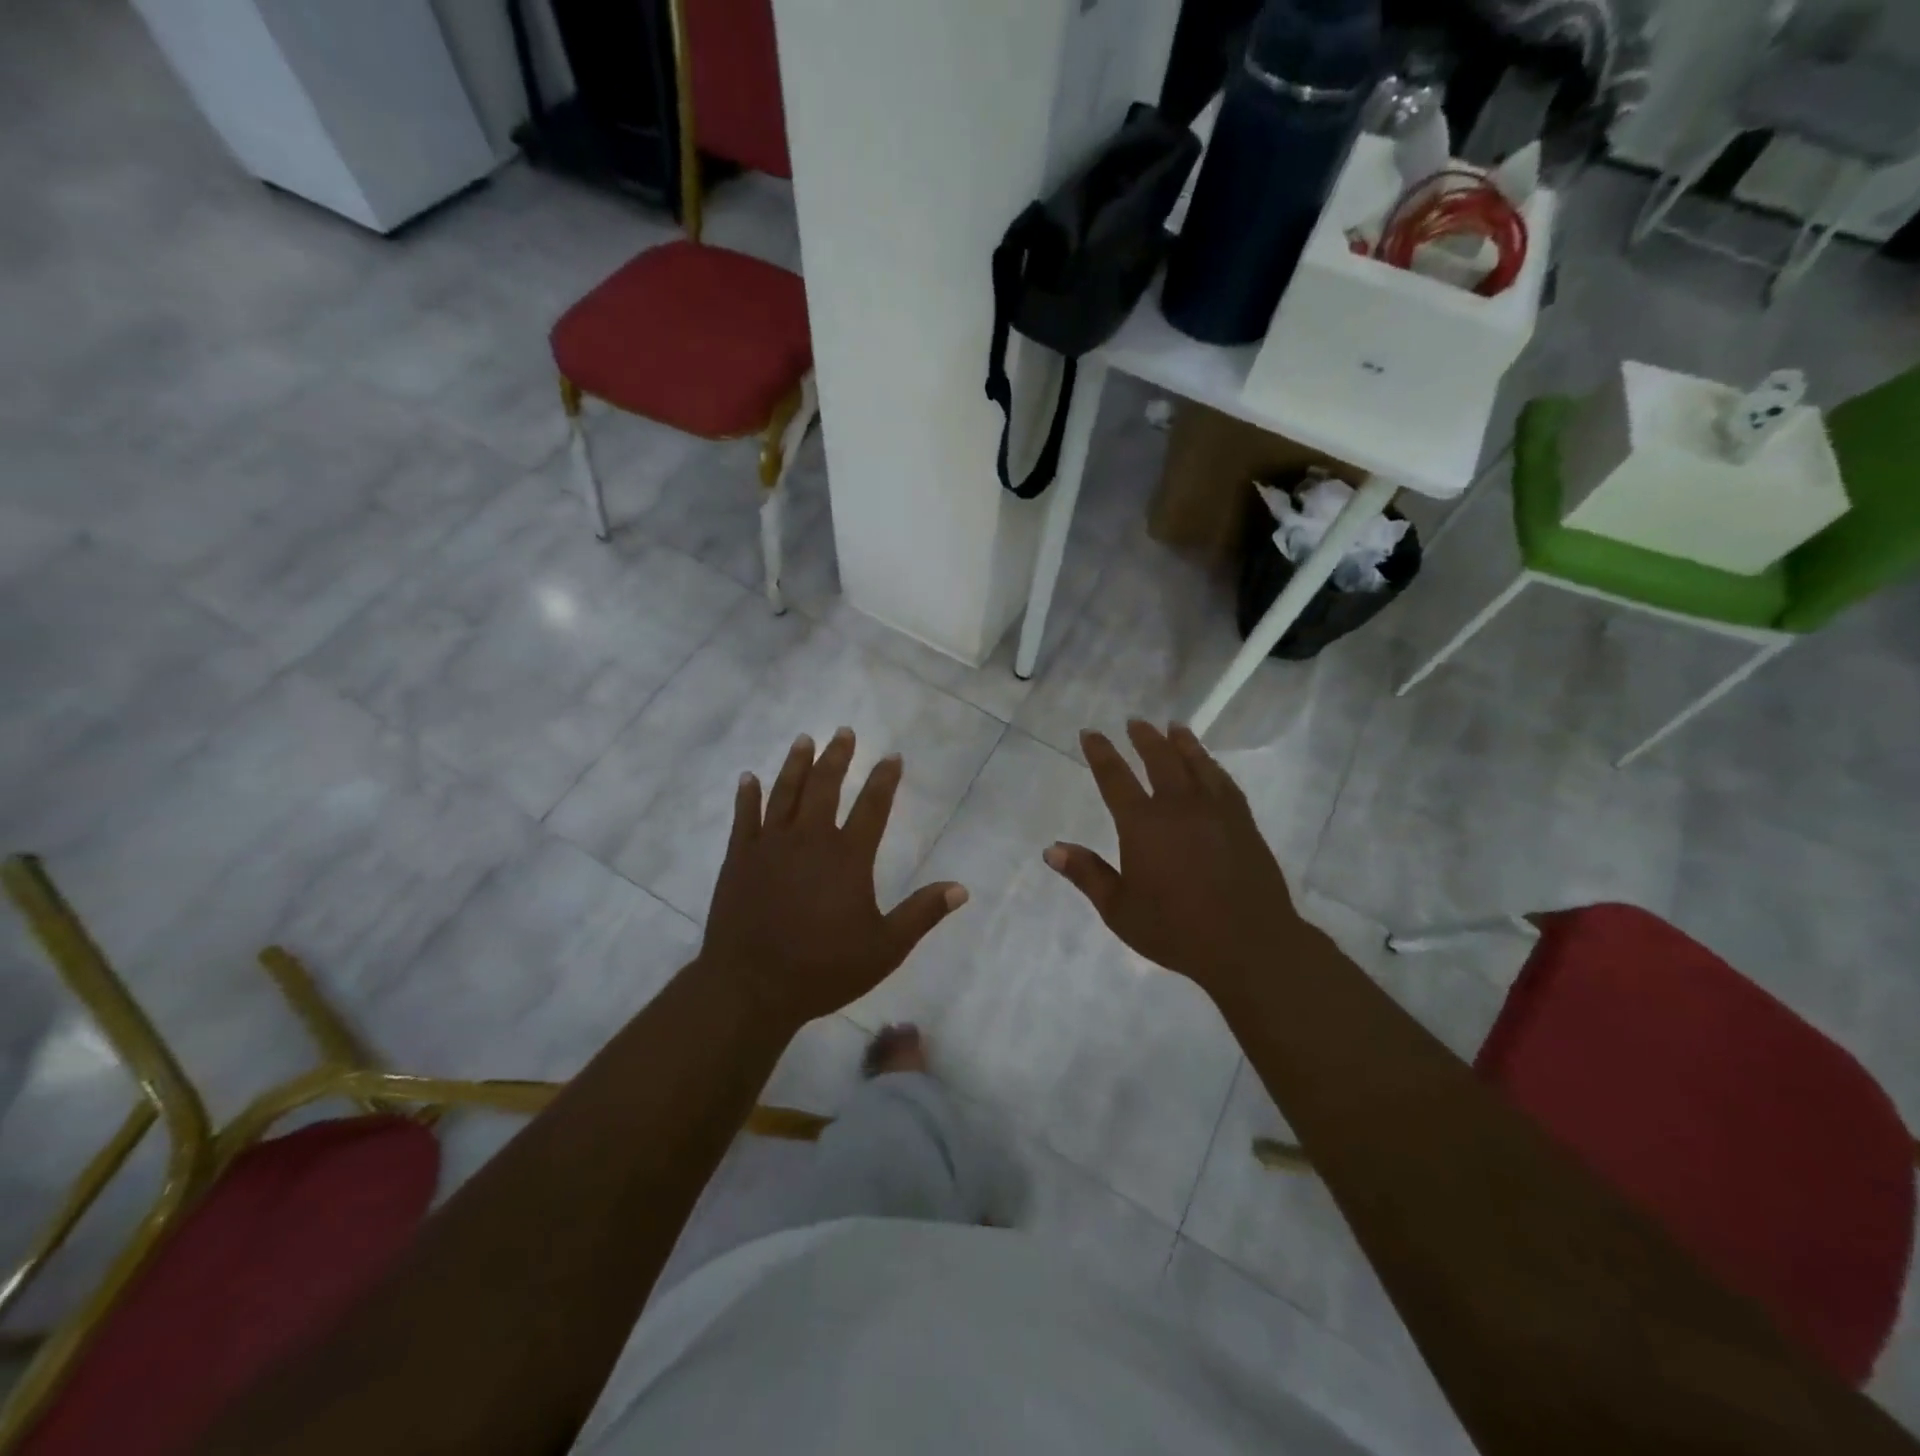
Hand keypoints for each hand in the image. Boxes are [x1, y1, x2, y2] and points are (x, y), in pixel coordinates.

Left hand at [698, 728, 967, 1029]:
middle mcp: (809, 839)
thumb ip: (922, 913)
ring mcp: (769, 846)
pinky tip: (749, 778)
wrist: (751, 987)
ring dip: (796, 764)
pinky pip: (743, 817)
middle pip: (825, 786)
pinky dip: (747, 796)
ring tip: (804, 740)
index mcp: (847, 857)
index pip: (873, 805)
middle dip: (837, 757)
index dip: (885, 779)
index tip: (892, 756)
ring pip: (784, 792)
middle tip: (844, 731)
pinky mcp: (738, 859)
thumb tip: (961, 888)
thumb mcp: (885, 948)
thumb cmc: (823, 969)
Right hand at [1045, 721, 1307, 998]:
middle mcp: (1178, 806)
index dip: (1100, 753)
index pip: (1115, 778)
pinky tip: (1209, 764)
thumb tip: (1052, 849)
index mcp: (1143, 825)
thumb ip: (1087, 875)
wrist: (1248, 944)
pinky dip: (1212, 766)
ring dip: (1181, 742)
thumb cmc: (1176, 930)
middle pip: (1159, 759)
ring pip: (1195, 763)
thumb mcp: (1119, 910)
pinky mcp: (1242, 821)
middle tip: (1134, 721)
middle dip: (1143, 738)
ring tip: (1173, 726)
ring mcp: (1215, 810)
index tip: (1090, 733)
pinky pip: (1224, 782)